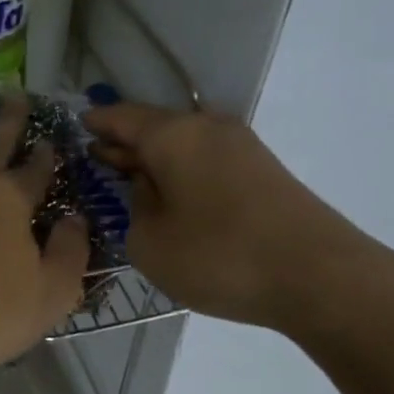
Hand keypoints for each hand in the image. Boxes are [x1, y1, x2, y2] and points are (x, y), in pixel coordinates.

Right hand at [83, 102, 393, 343]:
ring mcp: (240, 148)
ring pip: (182, 145)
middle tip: (94, 156)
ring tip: (127, 178)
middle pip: (154, 127)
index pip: (122, 118)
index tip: (76, 126)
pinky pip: (205, 162)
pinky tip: (170, 196)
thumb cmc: (219, 256)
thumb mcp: (150, 242)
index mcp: (174, 135)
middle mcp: (208, 128)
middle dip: (123, 141)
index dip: (96, 123)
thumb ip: (135, 209)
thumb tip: (149, 189)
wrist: (317, 275)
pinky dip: (180, 173)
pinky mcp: (261, 172)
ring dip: (154, 159)